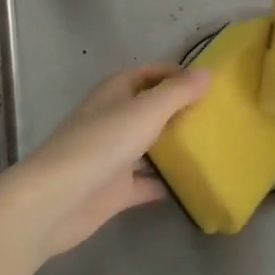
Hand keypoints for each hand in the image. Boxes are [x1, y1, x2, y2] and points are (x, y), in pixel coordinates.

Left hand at [0, 63, 208, 260]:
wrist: (55, 201)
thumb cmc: (100, 144)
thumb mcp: (145, 111)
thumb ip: (177, 92)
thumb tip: (207, 73)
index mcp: (116, 92)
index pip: (150, 73)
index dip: (176, 74)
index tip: (209, 83)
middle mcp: (114, 119)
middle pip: (151, 109)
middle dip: (180, 110)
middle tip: (218, 115)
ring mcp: (114, 155)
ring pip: (151, 146)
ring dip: (176, 147)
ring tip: (214, 146)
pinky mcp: (115, 190)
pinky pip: (148, 182)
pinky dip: (168, 183)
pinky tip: (196, 184)